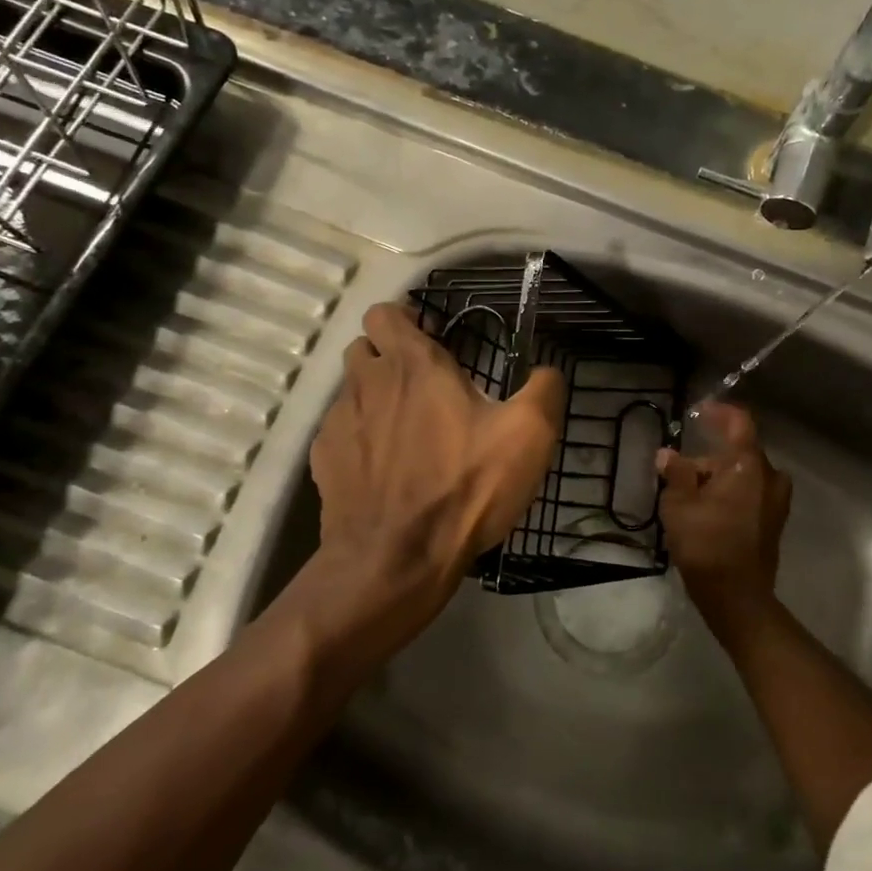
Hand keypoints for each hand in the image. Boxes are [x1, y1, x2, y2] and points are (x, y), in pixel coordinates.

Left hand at [306, 302, 565, 655]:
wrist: (396, 559)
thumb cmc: (465, 486)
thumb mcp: (529, 435)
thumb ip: (544, 389)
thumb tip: (547, 371)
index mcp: (414, 364)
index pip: (386, 312)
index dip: (406, 319)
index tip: (432, 340)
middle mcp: (367, 381)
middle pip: (364, 346)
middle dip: (389, 355)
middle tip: (424, 385)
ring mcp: (338, 422)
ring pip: (351, 389)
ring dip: (375, 396)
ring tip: (406, 431)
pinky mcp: (323, 461)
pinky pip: (340, 432)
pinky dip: (360, 439)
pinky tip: (385, 469)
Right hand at [655, 402, 791, 634]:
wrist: (738, 597)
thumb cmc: (706, 544)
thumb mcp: (679, 505)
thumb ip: (676, 473)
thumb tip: (668, 454)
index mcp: (749, 465)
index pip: (740, 422)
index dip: (719, 412)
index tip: (698, 413)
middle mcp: (770, 477)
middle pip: (738, 453)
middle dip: (708, 458)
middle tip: (678, 473)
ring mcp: (776, 501)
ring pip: (744, 475)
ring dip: (718, 478)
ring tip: (687, 496)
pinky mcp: (774, 521)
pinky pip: (751, 494)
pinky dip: (730, 493)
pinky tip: (706, 511)